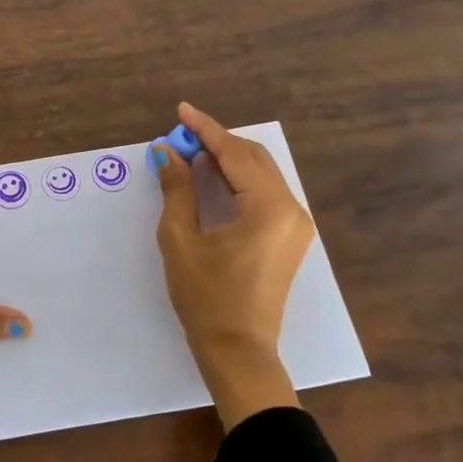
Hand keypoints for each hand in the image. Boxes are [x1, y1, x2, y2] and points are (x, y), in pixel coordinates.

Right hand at [153, 102, 313, 429]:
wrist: (239, 350)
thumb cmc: (206, 297)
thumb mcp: (181, 239)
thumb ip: (177, 189)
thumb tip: (167, 152)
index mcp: (268, 207)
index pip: (235, 154)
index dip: (205, 130)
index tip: (181, 111)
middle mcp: (291, 209)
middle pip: (254, 158)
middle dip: (217, 142)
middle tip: (181, 135)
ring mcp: (295, 224)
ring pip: (262, 173)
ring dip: (229, 159)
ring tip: (193, 152)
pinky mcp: (290, 237)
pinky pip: (266, 192)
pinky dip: (240, 179)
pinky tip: (214, 177)